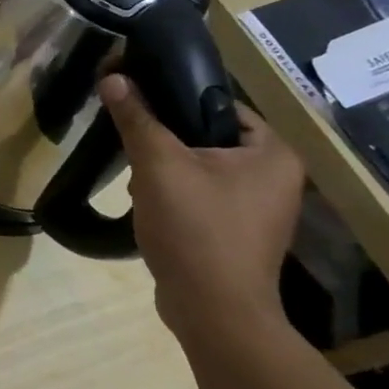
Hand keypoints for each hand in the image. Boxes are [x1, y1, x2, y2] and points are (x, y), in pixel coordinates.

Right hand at [99, 74, 304, 345]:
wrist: (212, 312)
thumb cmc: (196, 228)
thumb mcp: (158, 165)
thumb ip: (136, 117)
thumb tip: (113, 77)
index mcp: (272, 153)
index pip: (218, 103)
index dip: (175, 97)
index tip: (137, 101)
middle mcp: (275, 178)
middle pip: (206, 136)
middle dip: (165, 142)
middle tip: (135, 148)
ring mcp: (258, 210)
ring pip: (199, 168)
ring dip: (165, 170)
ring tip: (139, 181)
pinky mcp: (236, 234)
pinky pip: (200, 197)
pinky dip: (174, 197)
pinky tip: (150, 207)